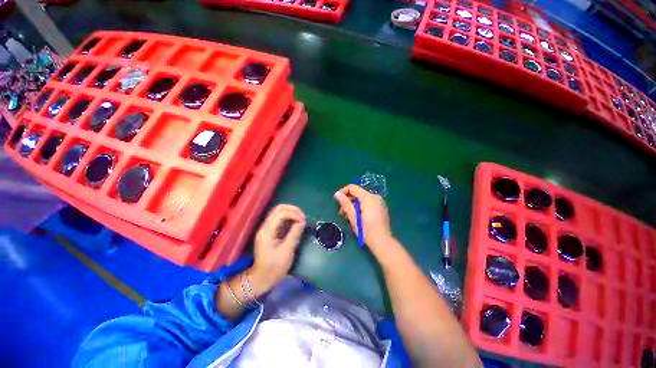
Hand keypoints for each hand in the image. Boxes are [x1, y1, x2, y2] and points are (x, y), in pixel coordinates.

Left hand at [250, 205, 305, 292]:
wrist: (262, 278)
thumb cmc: (274, 267)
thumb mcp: (287, 251)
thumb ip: (294, 234)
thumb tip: (302, 221)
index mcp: (267, 231)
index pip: (280, 213)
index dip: (294, 213)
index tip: (304, 220)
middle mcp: (265, 226)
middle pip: (278, 209)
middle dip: (293, 210)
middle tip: (303, 217)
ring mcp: (267, 228)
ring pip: (279, 212)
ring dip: (291, 213)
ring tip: (301, 219)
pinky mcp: (271, 231)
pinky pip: (280, 219)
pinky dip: (289, 218)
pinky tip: (296, 223)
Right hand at [334, 184, 393, 251]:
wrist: (383, 243)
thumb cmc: (366, 231)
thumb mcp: (353, 217)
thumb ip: (345, 204)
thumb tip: (337, 194)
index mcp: (368, 198)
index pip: (353, 188)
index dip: (343, 192)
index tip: (337, 200)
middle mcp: (375, 197)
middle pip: (358, 193)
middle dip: (348, 201)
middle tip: (341, 212)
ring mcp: (380, 202)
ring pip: (362, 199)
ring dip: (353, 205)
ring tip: (347, 216)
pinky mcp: (381, 208)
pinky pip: (368, 203)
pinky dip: (361, 207)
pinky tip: (356, 217)